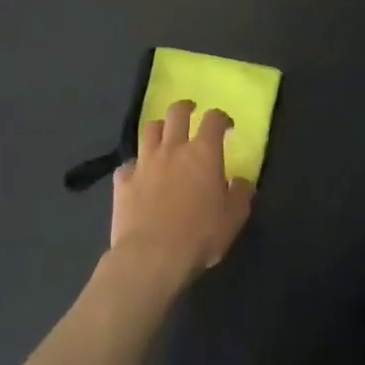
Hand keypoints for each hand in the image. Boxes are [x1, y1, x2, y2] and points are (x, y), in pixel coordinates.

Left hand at [110, 101, 254, 288]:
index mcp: (204, 152)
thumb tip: (241, 181)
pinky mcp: (123, 181)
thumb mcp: (234, 218)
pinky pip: (127, 164)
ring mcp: (145, 163)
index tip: (225, 126)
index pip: (213, 119)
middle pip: (177, 113)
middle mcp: (173, 148)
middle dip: (185, 108)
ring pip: (149, 130)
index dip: (221, 117)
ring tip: (164, 137)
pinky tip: (138, 175)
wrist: (152, 257)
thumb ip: (241, 194)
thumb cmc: (199, 235)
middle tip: (191, 112)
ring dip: (159, 129)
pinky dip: (135, 166)